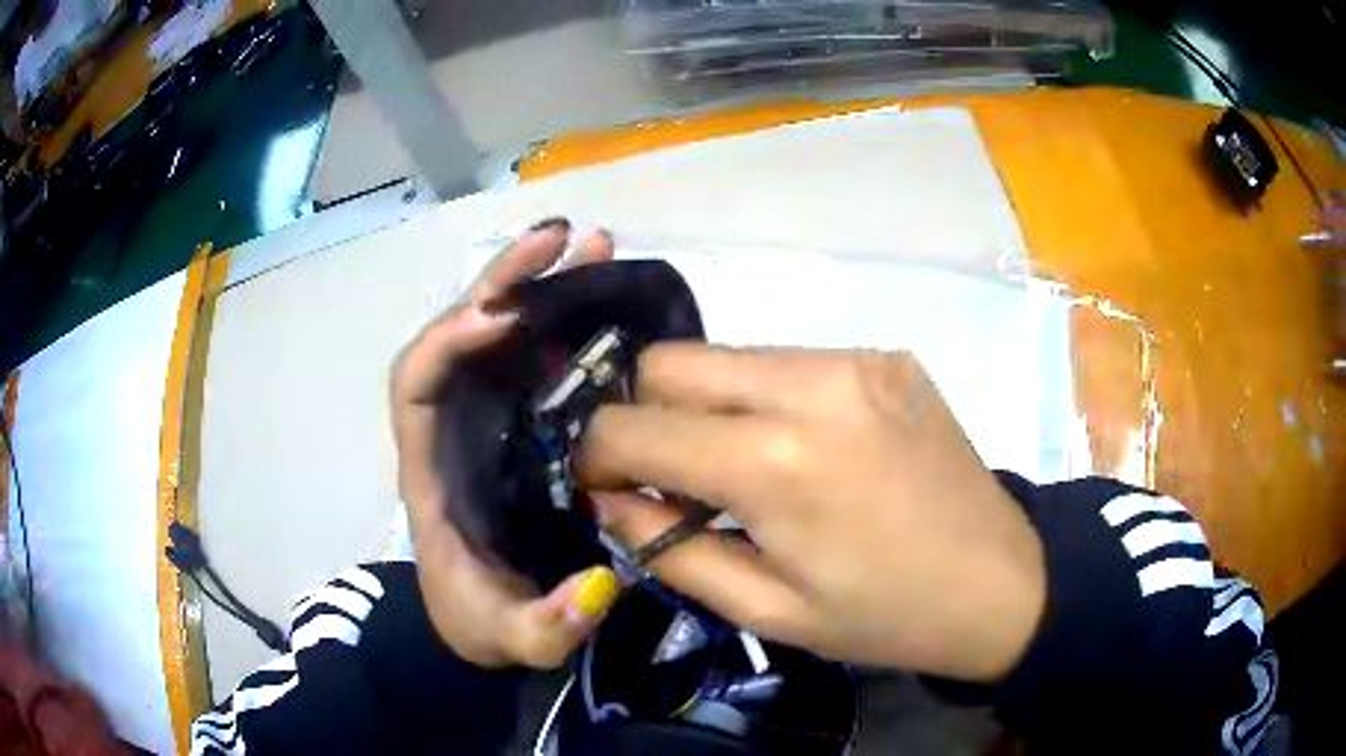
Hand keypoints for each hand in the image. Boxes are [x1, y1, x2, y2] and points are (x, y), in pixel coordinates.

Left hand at [391, 219, 620, 667]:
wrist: (487, 618)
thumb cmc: (482, 619)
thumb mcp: (512, 637)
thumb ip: (546, 626)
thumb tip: (600, 586)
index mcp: (430, 466)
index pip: (416, 381)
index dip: (449, 340)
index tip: (504, 317)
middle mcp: (453, 424)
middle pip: (461, 332)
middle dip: (503, 281)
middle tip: (563, 239)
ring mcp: (489, 415)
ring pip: (501, 331)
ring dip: (540, 282)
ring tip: (595, 244)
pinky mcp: (524, 416)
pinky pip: (536, 352)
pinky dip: (564, 315)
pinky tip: (605, 290)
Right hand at [578, 346, 1046, 681]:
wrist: (1000, 582)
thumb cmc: (883, 616)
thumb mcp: (765, 609)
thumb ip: (670, 547)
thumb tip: (609, 496)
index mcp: (775, 463)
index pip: (632, 426)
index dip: (595, 454)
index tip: (600, 483)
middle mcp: (809, 384)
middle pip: (670, 362)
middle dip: (645, 413)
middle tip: (666, 471)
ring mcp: (854, 358)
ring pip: (728, 355)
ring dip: (708, 404)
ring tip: (737, 463)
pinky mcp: (885, 355)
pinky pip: (790, 361)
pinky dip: (768, 398)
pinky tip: (802, 446)